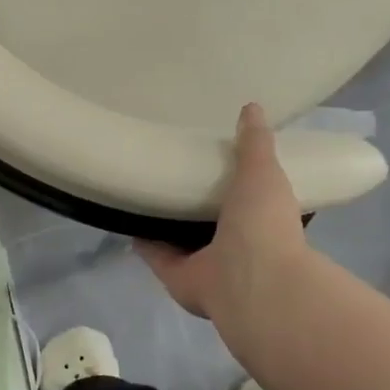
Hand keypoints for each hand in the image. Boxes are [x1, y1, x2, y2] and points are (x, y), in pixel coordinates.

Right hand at [136, 103, 310, 326]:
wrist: (251, 283)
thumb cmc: (265, 224)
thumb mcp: (264, 172)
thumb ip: (256, 143)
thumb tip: (252, 107)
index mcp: (259, 217)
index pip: (243, 192)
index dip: (228, 174)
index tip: (209, 151)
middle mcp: (234, 242)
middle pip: (207, 214)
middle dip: (192, 195)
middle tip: (169, 165)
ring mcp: (205, 261)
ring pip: (180, 235)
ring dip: (164, 218)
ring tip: (142, 187)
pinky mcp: (176, 274)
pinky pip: (154, 253)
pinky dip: (141, 239)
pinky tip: (124, 216)